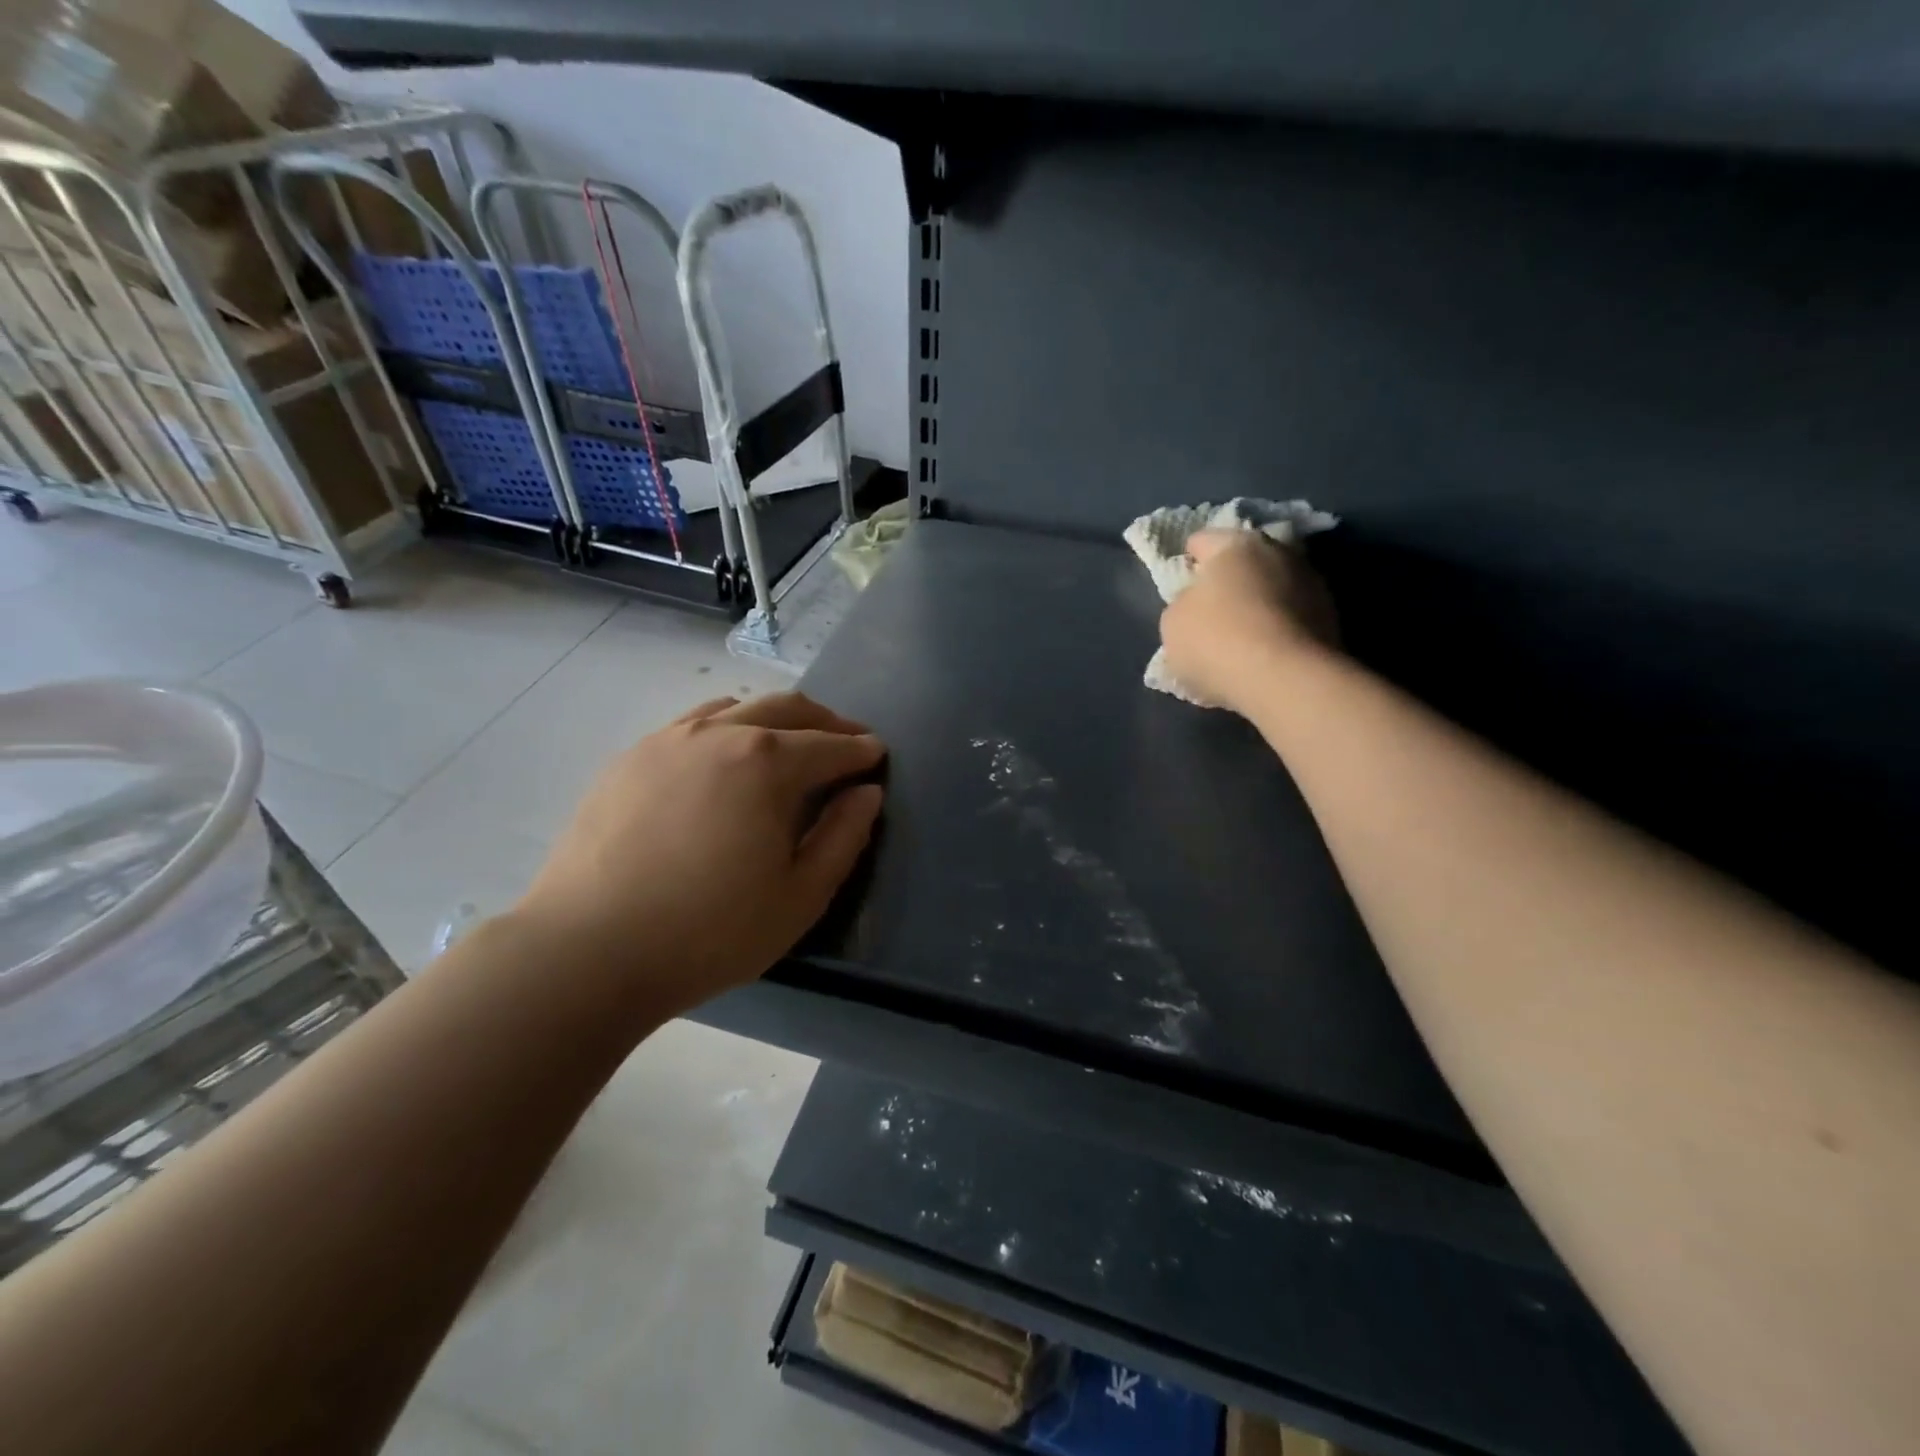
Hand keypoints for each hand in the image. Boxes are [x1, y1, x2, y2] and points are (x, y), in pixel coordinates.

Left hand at [512, 693, 884, 1015]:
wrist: (587, 951)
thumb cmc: (710, 932)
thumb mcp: (800, 896)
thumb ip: (843, 837)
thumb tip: (866, 793)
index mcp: (767, 762)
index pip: (829, 745)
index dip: (860, 750)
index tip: (877, 755)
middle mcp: (719, 734)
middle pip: (786, 707)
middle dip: (825, 721)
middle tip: (845, 740)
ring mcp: (667, 740)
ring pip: (735, 708)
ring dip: (773, 719)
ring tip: (786, 745)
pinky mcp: (628, 759)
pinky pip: (690, 725)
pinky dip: (725, 730)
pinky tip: (721, 763)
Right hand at [1158, 530, 1337, 712]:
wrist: (1285, 680)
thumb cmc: (1216, 641)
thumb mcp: (1173, 623)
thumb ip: (1183, 603)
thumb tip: (1200, 602)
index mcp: (1235, 544)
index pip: (1202, 541)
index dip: (1187, 562)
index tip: (1181, 586)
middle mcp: (1278, 551)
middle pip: (1245, 561)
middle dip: (1229, 581)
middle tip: (1212, 611)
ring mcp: (1312, 583)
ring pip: (1273, 587)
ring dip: (1258, 604)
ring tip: (1241, 637)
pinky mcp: (1332, 617)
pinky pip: (1292, 617)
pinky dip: (1278, 628)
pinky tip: (1264, 654)